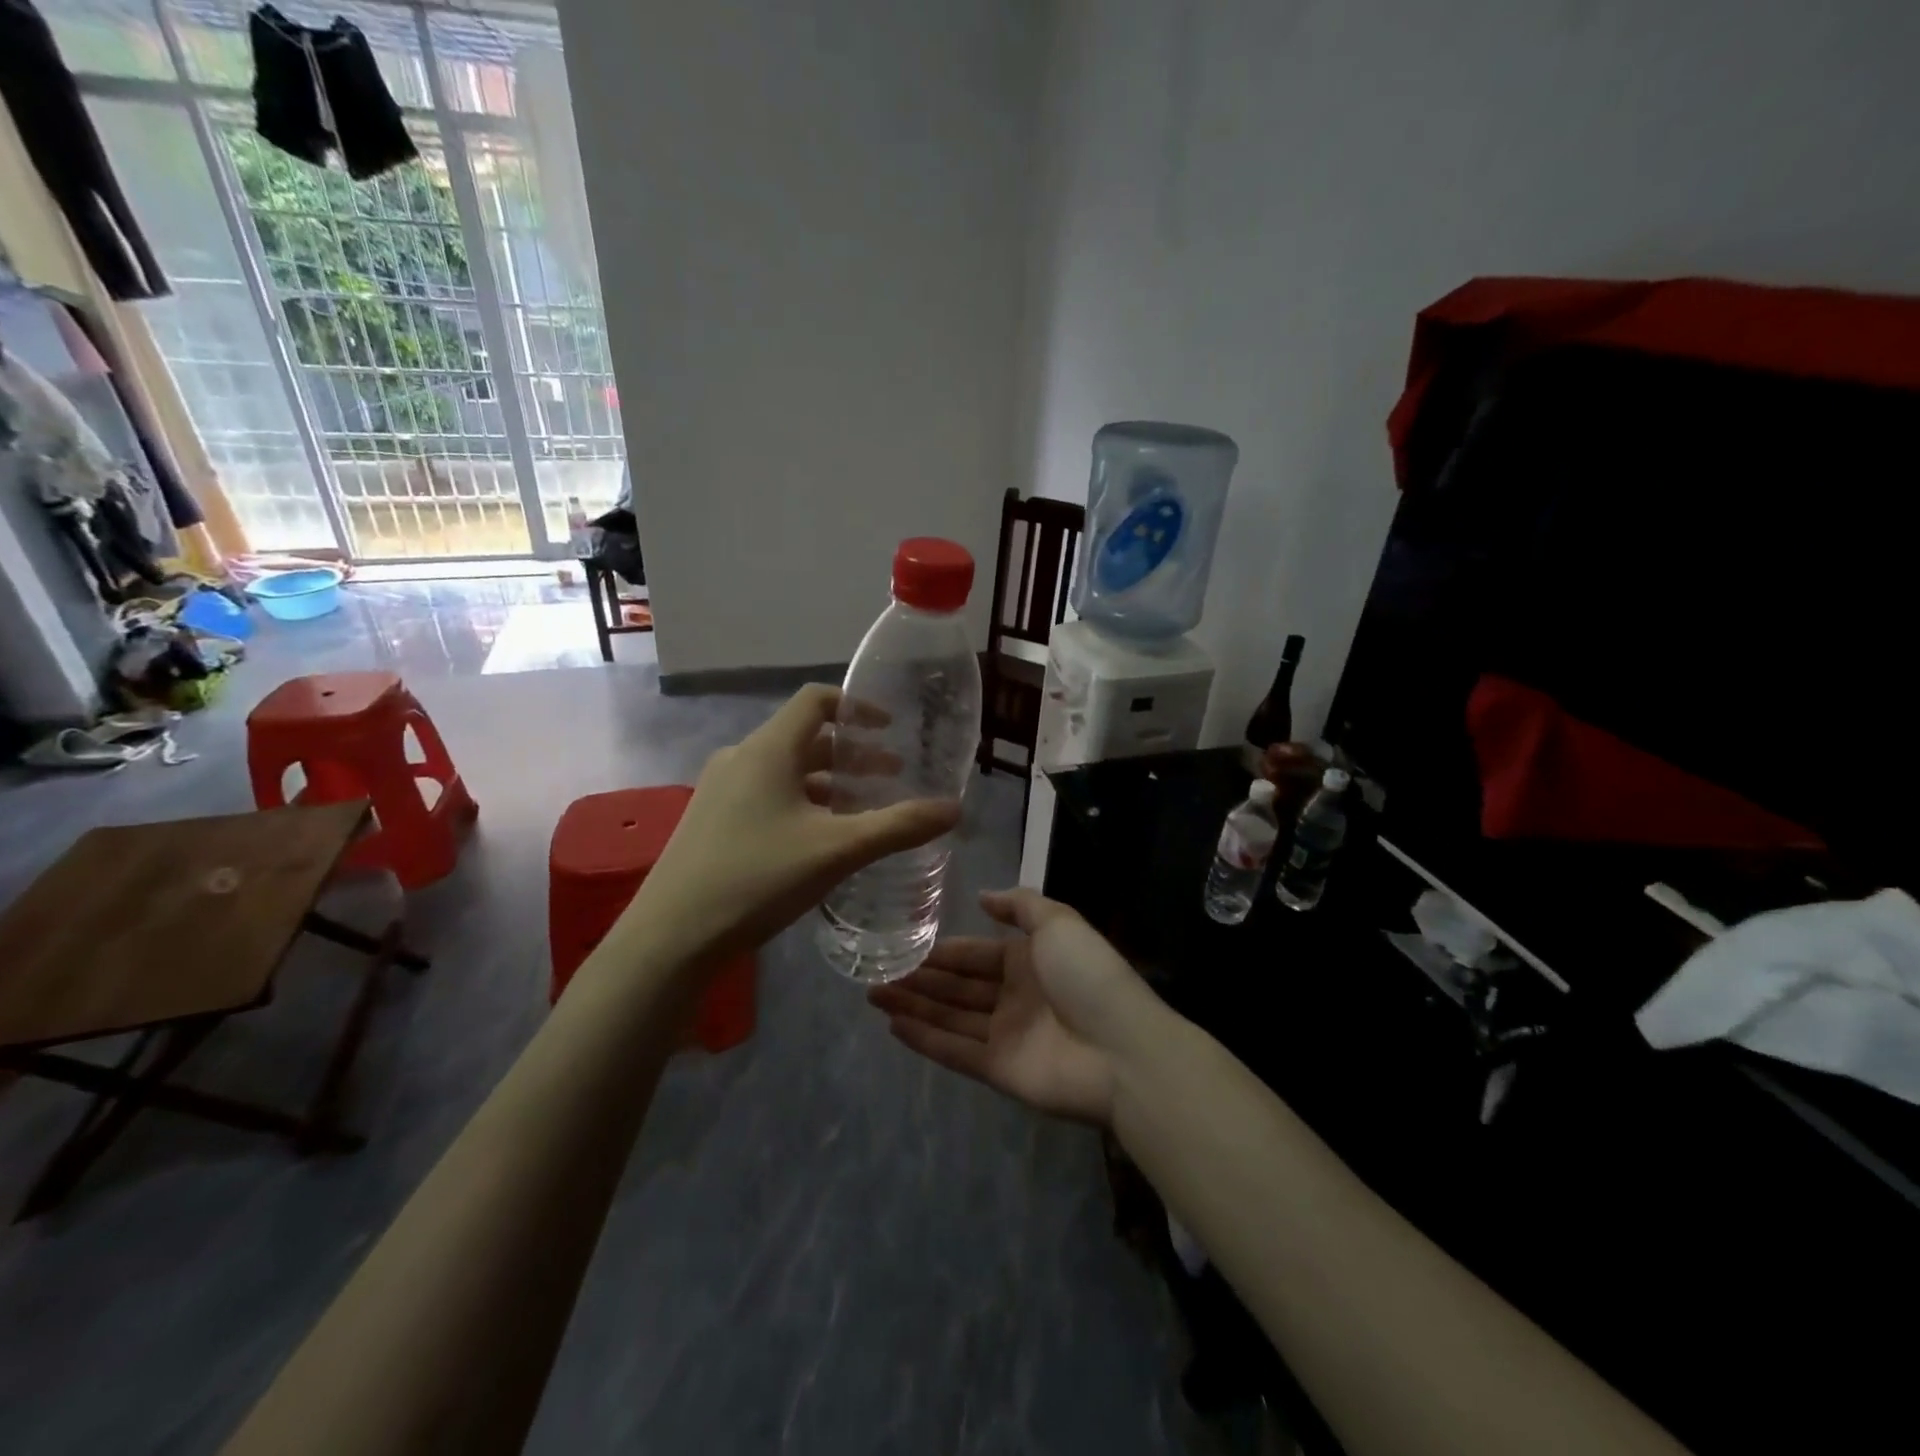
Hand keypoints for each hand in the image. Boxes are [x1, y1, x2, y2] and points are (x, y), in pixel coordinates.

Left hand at [619, 685, 960, 972]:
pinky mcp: (712, 823)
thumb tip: (954, 808)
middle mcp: (741, 759)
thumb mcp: (838, 850)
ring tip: (863, 811)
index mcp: (768, 749)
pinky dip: (802, 804)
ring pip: (786, 773)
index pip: (816, 700)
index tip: (890, 728)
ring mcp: (721, 792)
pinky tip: (820, 842)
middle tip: (892, 775)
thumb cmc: (758, 877)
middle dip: (852, 755)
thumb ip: (898, 826)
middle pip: (805, 739)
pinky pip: (767, 797)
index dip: (857, 707)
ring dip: (828, 784)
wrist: (671, 937)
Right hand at [868, 888, 1156, 1125]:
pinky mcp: (999, 1070)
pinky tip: (893, 1025)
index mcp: (1027, 961)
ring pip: (949, 1017)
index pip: (974, 954)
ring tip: (872, 994)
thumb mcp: (1058, 922)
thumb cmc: (1088, 975)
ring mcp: (1005, 1036)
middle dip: (919, 979)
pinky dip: (924, 1039)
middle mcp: (1013, 997)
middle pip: (957, 987)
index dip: (941, 951)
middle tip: (874, 971)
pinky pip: (955, 1051)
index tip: (903, 945)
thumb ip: (1020, 905)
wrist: (1122, 1048)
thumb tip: (983, 897)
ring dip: (913, 1005)